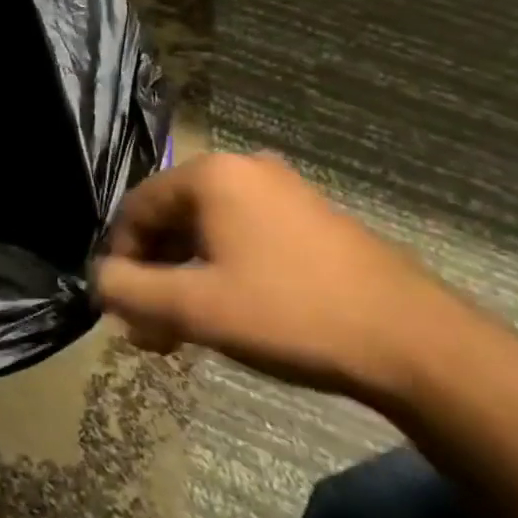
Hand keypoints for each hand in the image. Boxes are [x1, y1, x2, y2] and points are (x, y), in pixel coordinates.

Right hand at [91, 152, 458, 403]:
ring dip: (187, 278)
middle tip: (152, 326)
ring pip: (210, 232)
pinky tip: (231, 314)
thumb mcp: (194, 308)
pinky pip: (247, 238)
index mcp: (212, 175)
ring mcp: (286, 193)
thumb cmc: (291, 314)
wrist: (419, 347)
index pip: (136, 207)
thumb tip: (98, 281)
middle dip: (155, 273)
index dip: (120, 256)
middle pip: (173, 218)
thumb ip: (128, 290)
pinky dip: (225, 273)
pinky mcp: (316, 221)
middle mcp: (245, 170)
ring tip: (186, 331)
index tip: (123, 305)